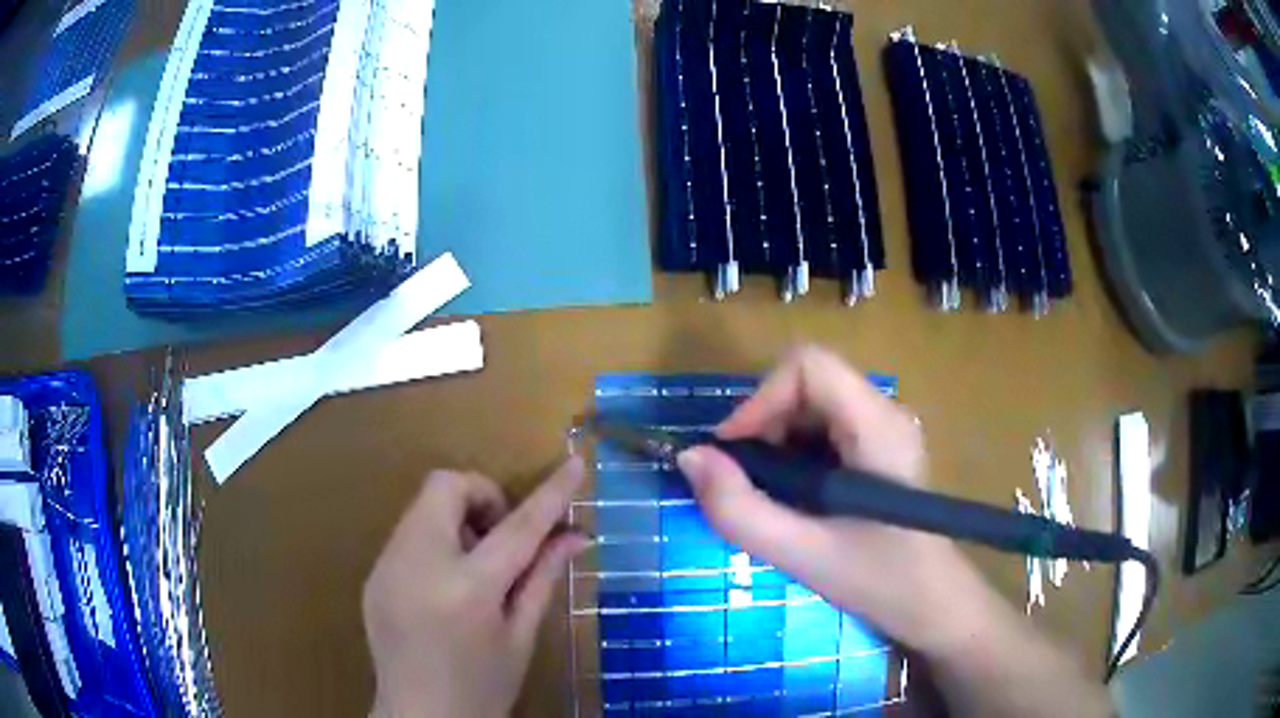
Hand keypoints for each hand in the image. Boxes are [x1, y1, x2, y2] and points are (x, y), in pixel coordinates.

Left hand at [363, 459, 588, 717]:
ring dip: (457, 520)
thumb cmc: (482, 687)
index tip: (574, 463)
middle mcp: (418, 565)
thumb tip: (577, 536)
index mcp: (467, 589)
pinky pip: (408, 534)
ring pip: (423, 506)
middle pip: (445, 486)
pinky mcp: (373, 574)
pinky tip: (446, 586)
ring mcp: (386, 566)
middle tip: (501, 540)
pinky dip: (435, 541)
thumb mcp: (521, 636)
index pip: (517, 527)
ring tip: (474, 569)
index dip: (550, 493)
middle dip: (482, 497)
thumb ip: (543, 577)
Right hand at [675, 346, 982, 655]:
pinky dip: (793, 454)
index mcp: (877, 425)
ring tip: (769, 497)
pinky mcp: (876, 446)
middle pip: (806, 383)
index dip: (760, 399)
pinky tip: (794, 498)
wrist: (929, 601)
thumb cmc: (877, 579)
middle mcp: (883, 411)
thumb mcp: (802, 553)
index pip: (808, 366)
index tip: (733, 455)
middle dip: (763, 426)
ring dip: (775, 443)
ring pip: (810, 405)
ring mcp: (882, 427)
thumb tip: (689, 458)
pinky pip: (822, 428)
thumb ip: (740, 510)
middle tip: (745, 484)